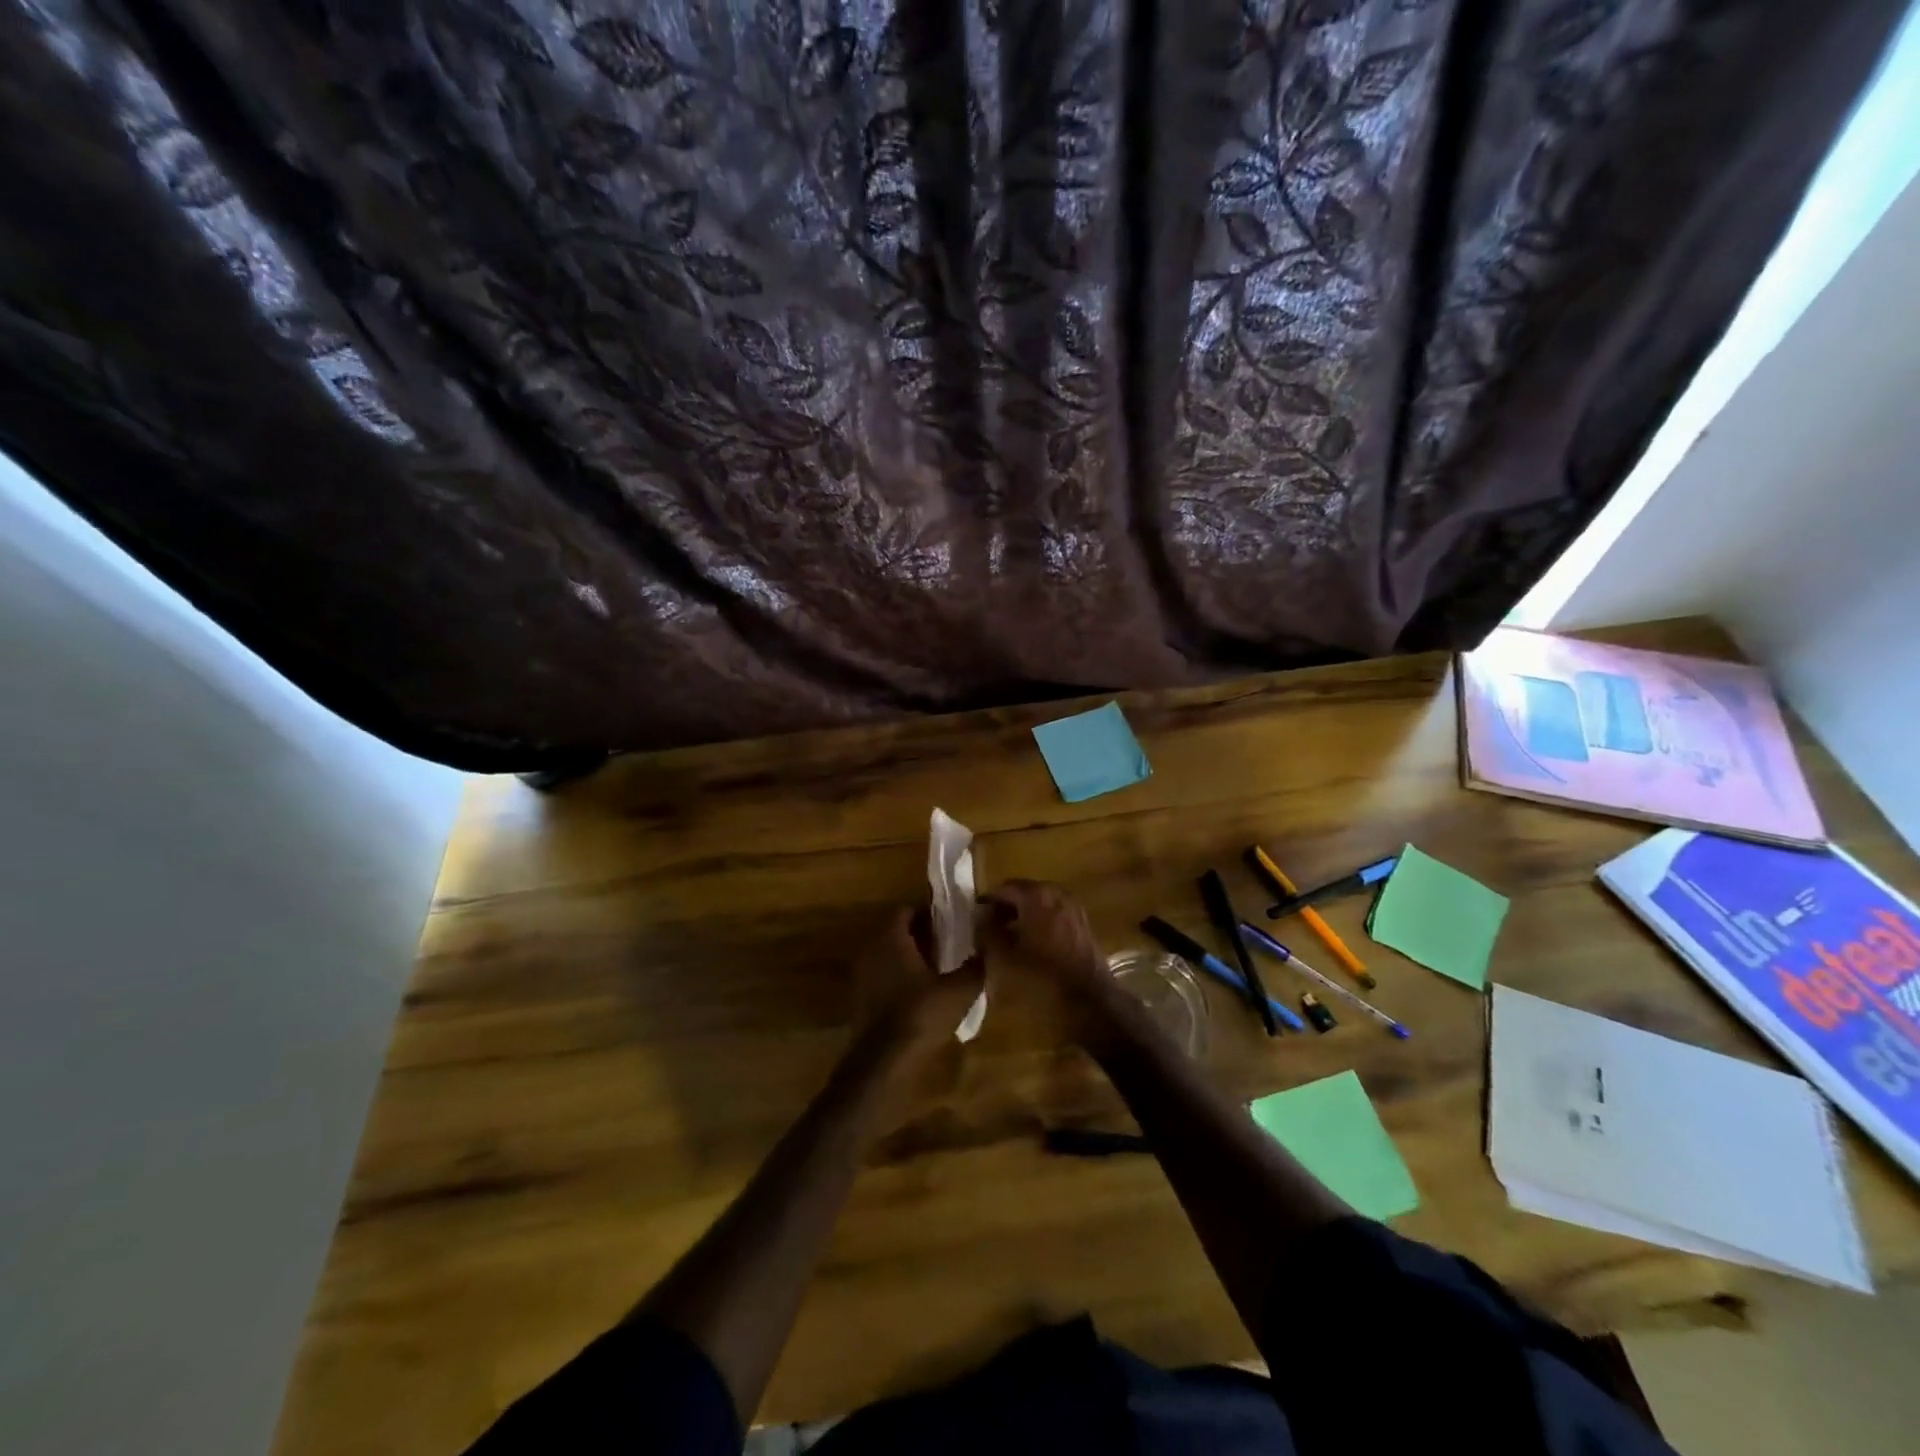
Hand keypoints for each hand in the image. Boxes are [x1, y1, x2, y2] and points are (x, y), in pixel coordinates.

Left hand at [851, 906, 985, 1053]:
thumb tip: (989, 950)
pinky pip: (881, 976)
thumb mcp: (959, 991)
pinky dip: (898, 978)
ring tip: (938, 971)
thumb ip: (976, 967)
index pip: (905, 910)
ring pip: (887, 955)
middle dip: (920, 935)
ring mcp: (861, 975)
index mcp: (890, 938)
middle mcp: (870, 949)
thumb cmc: (920, 1015)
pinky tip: (920, 995)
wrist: (882, 1062)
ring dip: (909, 958)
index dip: (928, 914)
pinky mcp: (859, 999)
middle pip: (895, 932)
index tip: (950, 924)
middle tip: (948, 946)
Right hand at [982, 880, 1122, 1045]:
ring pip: (1040, 905)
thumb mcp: (1004, 957)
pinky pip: (1054, 916)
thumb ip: (988, 931)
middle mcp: (1057, 894)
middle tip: (989, 930)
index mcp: (1036, 895)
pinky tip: (1031, 947)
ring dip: (1023, 917)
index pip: (1004, 888)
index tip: (975, 921)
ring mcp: (1074, 909)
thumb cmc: (1042, 978)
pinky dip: (1040, 924)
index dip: (987, 904)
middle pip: (1024, 893)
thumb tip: (980, 916)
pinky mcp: (1083, 926)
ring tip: (1008, 940)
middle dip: (1006, 908)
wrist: (1090, 1001)